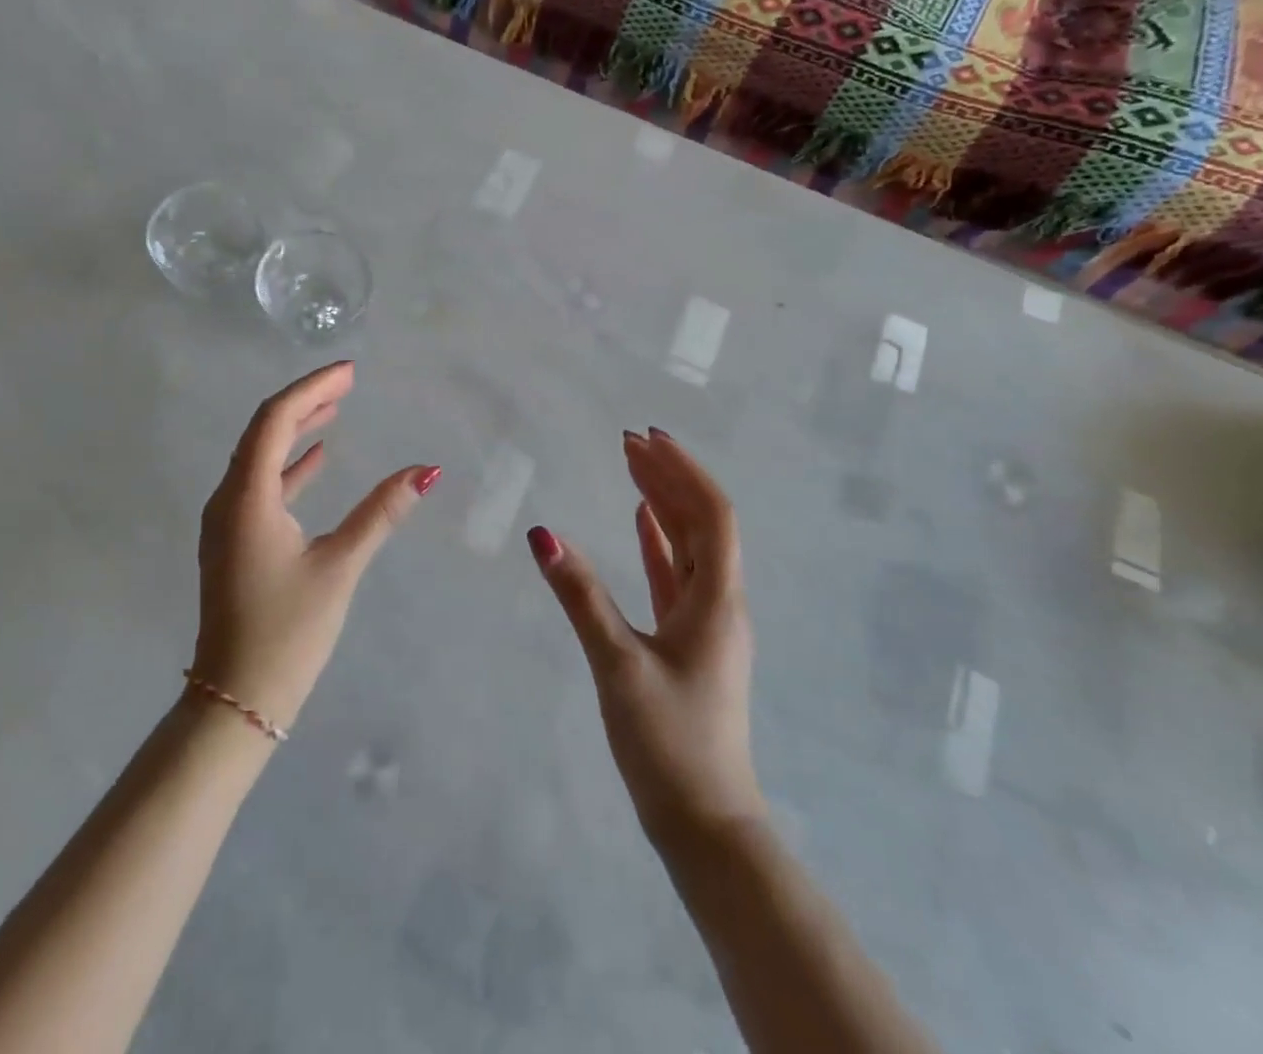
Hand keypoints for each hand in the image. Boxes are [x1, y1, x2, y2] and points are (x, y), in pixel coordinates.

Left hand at [191, 361, 438, 730]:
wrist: (235, 699)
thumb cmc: (288, 631)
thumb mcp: (339, 566)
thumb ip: (381, 513)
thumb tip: (426, 471)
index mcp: (246, 498)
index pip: (275, 420)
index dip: (311, 389)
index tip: (349, 373)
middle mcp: (228, 500)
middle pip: (264, 431)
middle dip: (306, 401)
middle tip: (347, 382)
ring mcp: (227, 522)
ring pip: (260, 457)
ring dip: (297, 430)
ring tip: (336, 409)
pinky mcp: (235, 541)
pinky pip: (261, 485)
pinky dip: (290, 466)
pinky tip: (317, 459)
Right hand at [528, 428, 758, 844]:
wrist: (703, 823)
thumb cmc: (668, 742)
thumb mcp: (617, 663)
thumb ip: (580, 596)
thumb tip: (542, 534)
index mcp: (717, 600)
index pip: (711, 514)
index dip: (682, 471)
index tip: (646, 438)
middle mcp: (719, 602)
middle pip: (700, 522)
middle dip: (668, 476)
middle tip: (629, 440)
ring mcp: (705, 622)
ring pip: (687, 546)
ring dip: (663, 503)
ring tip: (632, 466)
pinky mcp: (687, 641)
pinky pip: (675, 573)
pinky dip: (658, 540)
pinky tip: (640, 520)